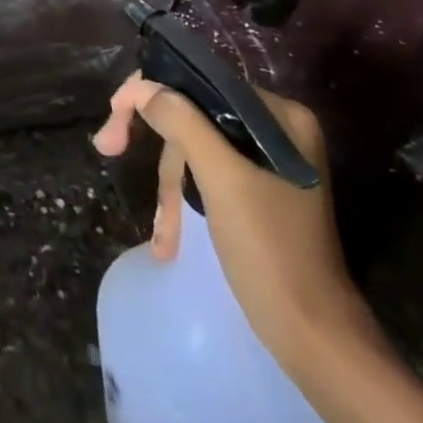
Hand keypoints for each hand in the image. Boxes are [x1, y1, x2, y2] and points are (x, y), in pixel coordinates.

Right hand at [93, 76, 374, 378]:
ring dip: (172, 190)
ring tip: (164, 236)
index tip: (113, 121)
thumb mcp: (220, 179)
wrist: (314, 338)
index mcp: (279, 116)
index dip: (149, 95)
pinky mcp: (259, 193)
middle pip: (193, 117)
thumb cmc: (270, 250)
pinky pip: (207, 178)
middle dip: (160, 153)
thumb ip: (181, 122)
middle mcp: (276, 130)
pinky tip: (171, 240)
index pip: (199, 83)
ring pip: (195, 151)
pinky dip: (186, 203)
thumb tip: (143, 87)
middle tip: (108, 150)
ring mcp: (268, 163)